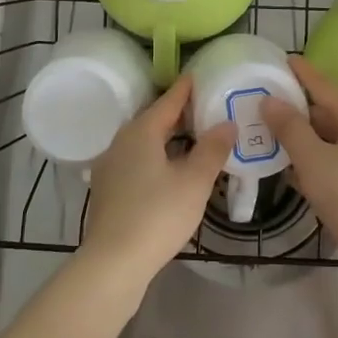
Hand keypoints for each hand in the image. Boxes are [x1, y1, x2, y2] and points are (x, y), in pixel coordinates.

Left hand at [80, 75, 233, 293]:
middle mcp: (121, 141)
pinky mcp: (109, 189)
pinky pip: (137, 160)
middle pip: (154, 119)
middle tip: (207, 107)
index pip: (168, 100)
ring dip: (168, 138)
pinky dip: (157, 156)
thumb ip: (212, 149)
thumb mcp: (194, 182)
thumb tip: (227, 122)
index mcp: (141, 131)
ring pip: (144, 142)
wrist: (113, 263)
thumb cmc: (157, 215)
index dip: (187, 88)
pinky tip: (172, 169)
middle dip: (179, 113)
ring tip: (195, 138)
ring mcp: (111, 166)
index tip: (201, 75)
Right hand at [262, 56, 337, 261]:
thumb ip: (290, 129)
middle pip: (336, 117)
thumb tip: (271, 101)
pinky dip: (331, 169)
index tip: (287, 60)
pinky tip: (314, 186)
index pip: (327, 87)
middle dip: (306, 118)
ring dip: (317, 147)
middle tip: (276, 119)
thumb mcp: (313, 161)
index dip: (304, 74)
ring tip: (288, 155)